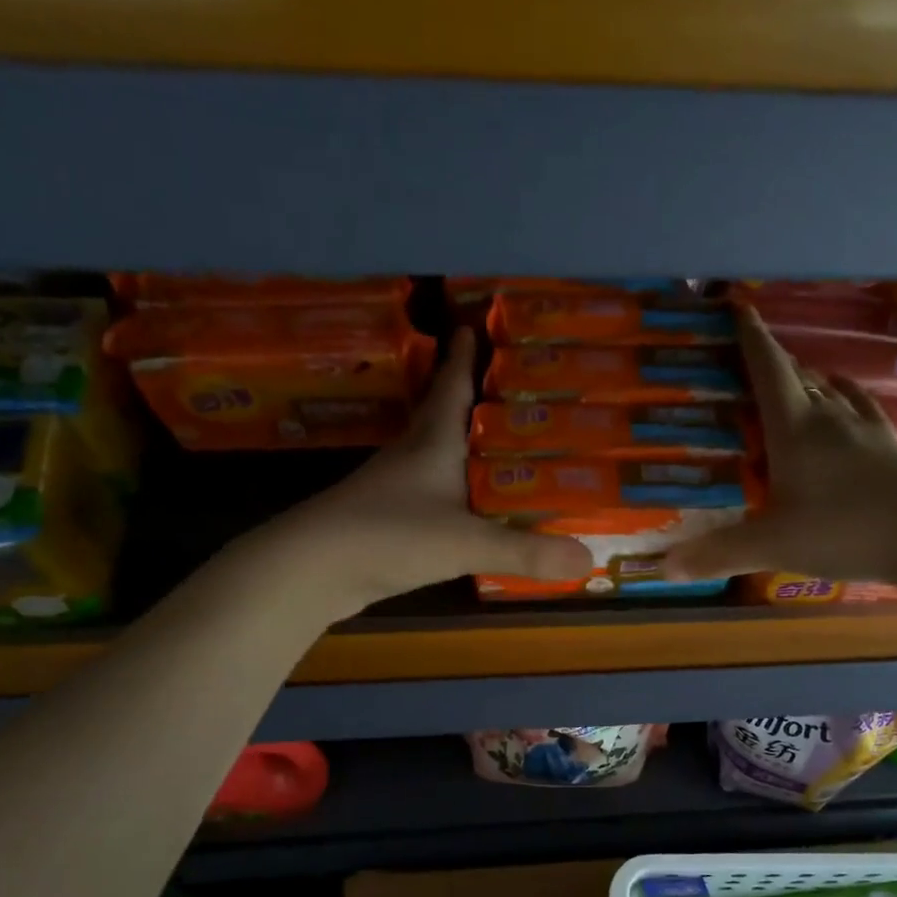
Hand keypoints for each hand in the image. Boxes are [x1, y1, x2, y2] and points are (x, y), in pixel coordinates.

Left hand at [253, 330, 591, 615]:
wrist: (309, 572)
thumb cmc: (386, 535)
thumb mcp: (463, 542)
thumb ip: (524, 551)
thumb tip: (588, 558)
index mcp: (431, 442)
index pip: (451, 386)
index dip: (465, 357)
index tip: (476, 324)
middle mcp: (414, 457)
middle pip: (445, 416)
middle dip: (475, 398)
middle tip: (516, 389)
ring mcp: (398, 490)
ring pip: (440, 457)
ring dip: (467, 447)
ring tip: (506, 446)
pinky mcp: (391, 522)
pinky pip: (436, 496)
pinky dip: (460, 493)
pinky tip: (476, 508)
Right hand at [664, 307, 896, 586]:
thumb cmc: (844, 530)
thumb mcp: (773, 545)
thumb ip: (720, 553)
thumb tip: (664, 568)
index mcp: (794, 428)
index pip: (766, 368)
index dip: (749, 336)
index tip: (735, 306)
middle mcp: (829, 417)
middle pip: (796, 374)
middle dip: (771, 359)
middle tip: (749, 356)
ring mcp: (864, 430)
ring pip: (830, 390)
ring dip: (808, 380)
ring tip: (792, 380)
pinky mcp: (890, 448)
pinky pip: (862, 412)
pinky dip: (846, 401)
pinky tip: (846, 404)